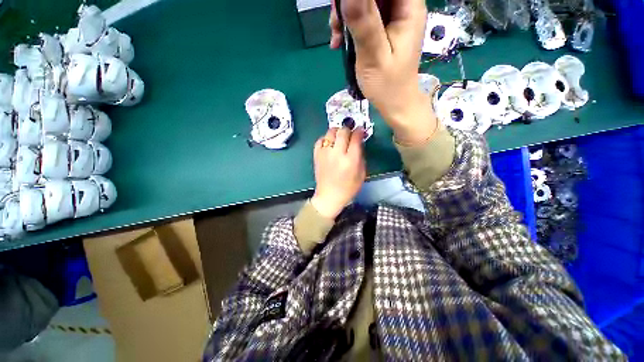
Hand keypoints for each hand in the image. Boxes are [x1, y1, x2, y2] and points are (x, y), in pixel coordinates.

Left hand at [311, 127, 365, 218]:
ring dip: (337, 131)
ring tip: (340, 136)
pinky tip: (329, 143)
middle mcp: (337, 154)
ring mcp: (325, 153)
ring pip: (330, 133)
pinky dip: (326, 138)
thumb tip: (358, 143)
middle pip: (343, 132)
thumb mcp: (361, 174)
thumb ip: (361, 156)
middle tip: (351, 132)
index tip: (360, 130)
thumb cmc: (348, 188)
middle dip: (348, 129)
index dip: (359, 131)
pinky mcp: (317, 155)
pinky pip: (320, 140)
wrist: (329, 196)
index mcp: (350, 160)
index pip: (355, 138)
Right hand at [330, 0, 437, 145]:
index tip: (344, 7)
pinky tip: (339, 41)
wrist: (395, 104)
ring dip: (345, 15)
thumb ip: (363, 23)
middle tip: (336, 24)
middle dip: (350, 4)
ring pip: (365, 2)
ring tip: (336, 37)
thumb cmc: (388, 86)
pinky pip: (363, 17)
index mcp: (408, 8)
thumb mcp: (373, 56)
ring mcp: (392, 19)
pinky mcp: (383, 30)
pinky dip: (348, 26)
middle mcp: (402, 8)